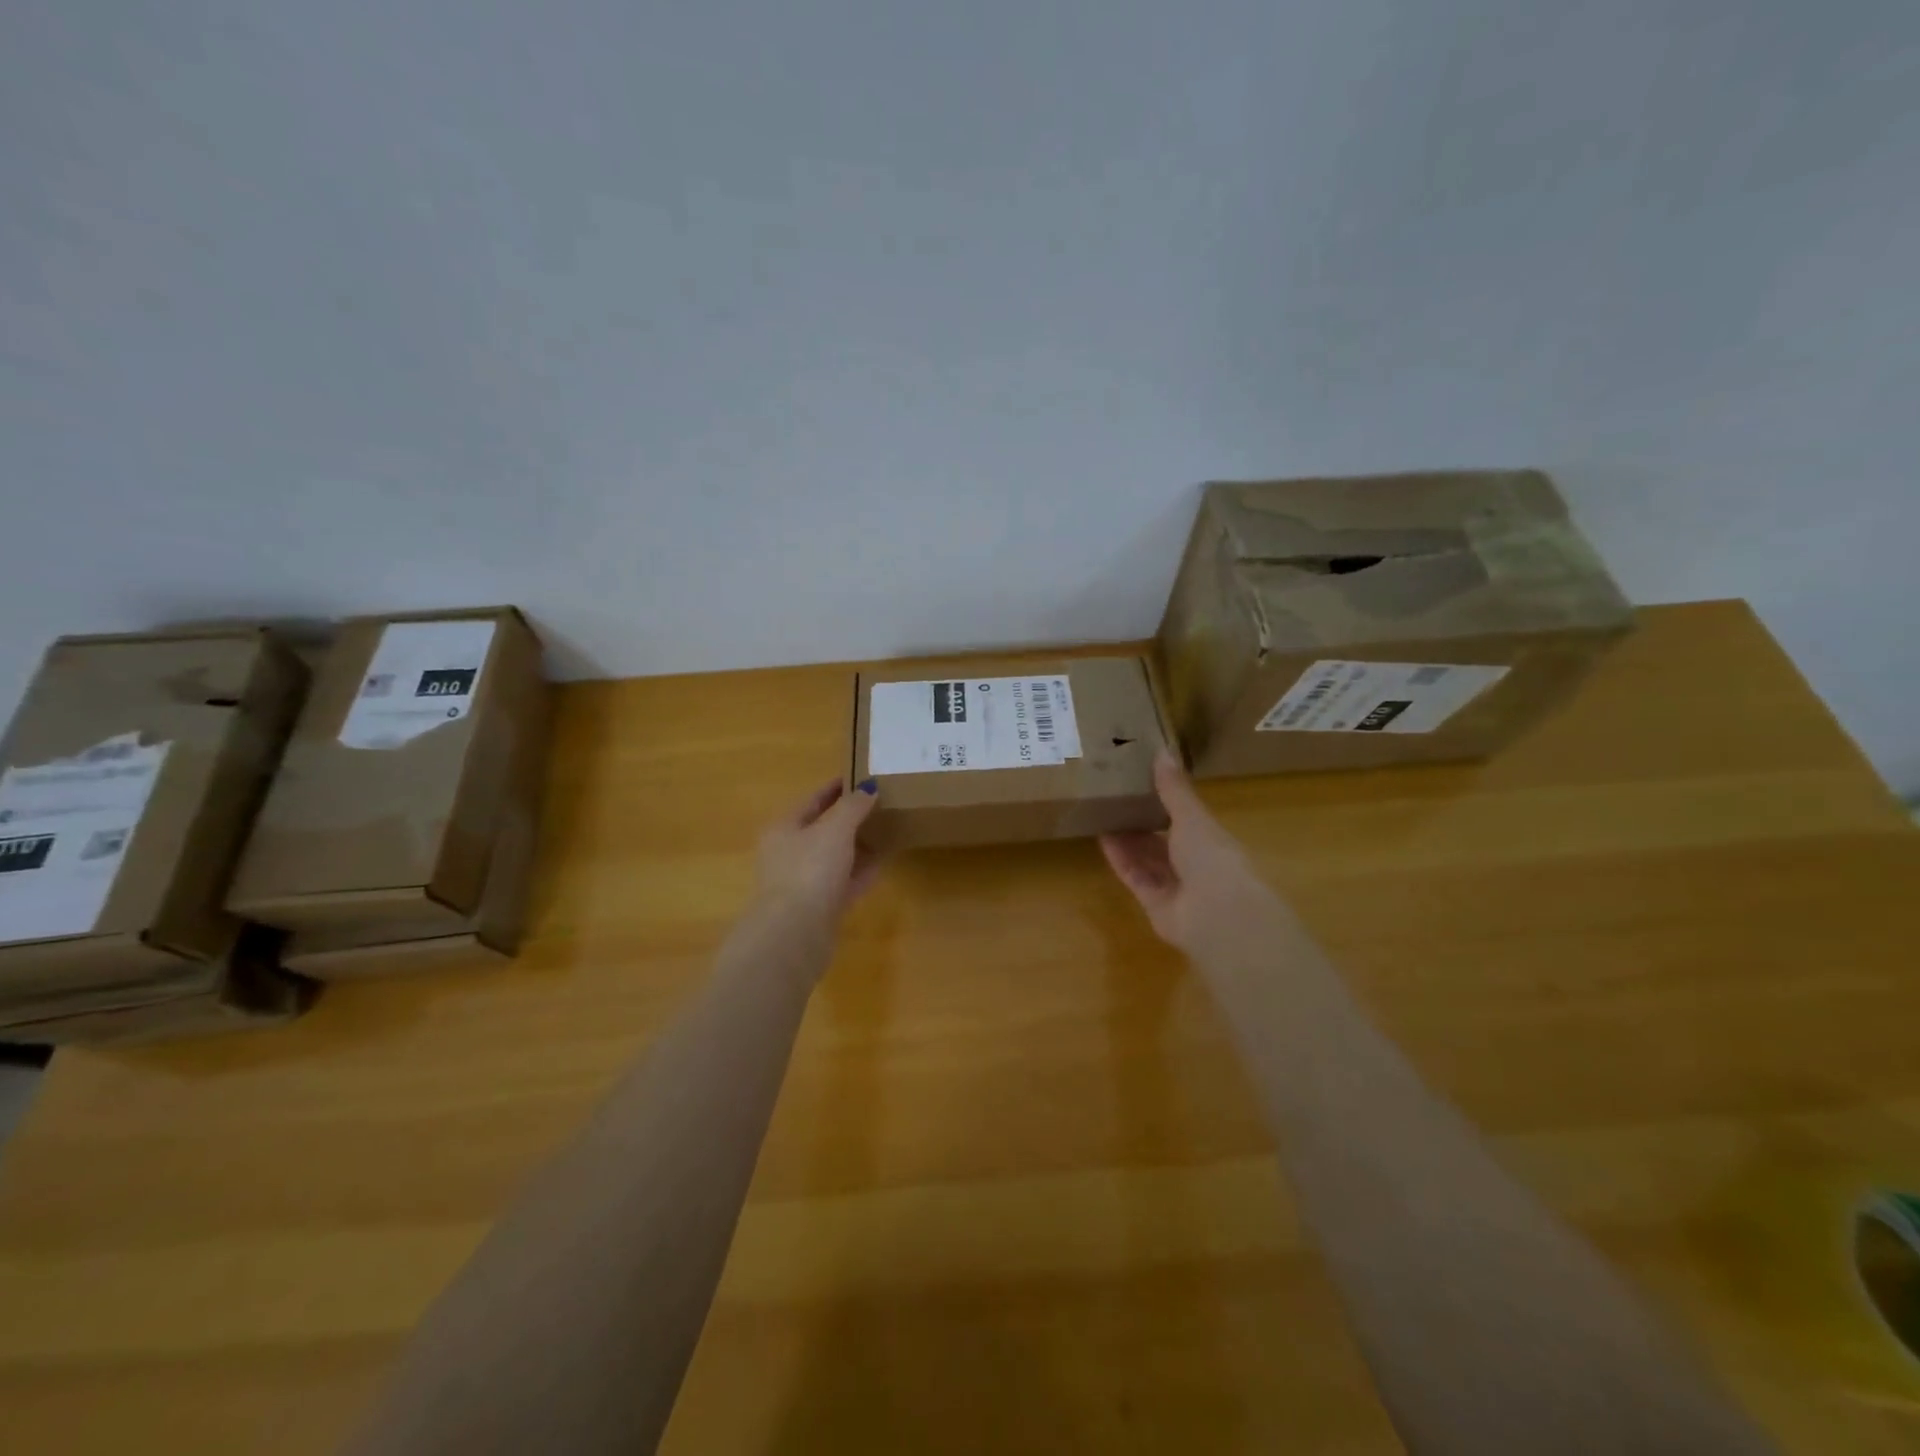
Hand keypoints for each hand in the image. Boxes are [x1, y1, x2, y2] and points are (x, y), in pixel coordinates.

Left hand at [755, 778, 881, 921]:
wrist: (795, 933)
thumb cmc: (810, 870)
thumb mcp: (835, 829)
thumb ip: (853, 807)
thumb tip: (868, 788)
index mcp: (784, 829)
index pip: (812, 800)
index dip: (835, 788)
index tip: (861, 777)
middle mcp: (789, 853)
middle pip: (822, 829)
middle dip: (849, 817)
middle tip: (879, 804)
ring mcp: (803, 882)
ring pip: (834, 857)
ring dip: (857, 845)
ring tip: (885, 831)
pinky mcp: (819, 908)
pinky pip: (844, 882)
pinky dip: (861, 872)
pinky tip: (882, 863)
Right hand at [1100, 751, 1291, 962]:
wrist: (1218, 914)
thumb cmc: (1213, 857)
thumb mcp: (1192, 816)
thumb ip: (1174, 788)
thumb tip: (1162, 749)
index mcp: (1211, 840)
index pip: (1186, 819)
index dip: (1165, 802)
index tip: (1141, 782)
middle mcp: (1194, 864)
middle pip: (1163, 841)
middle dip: (1141, 822)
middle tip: (1114, 797)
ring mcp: (1175, 887)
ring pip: (1146, 859)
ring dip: (1127, 839)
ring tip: (1102, 813)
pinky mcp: (1154, 905)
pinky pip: (1135, 877)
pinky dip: (1120, 859)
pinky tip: (1102, 838)